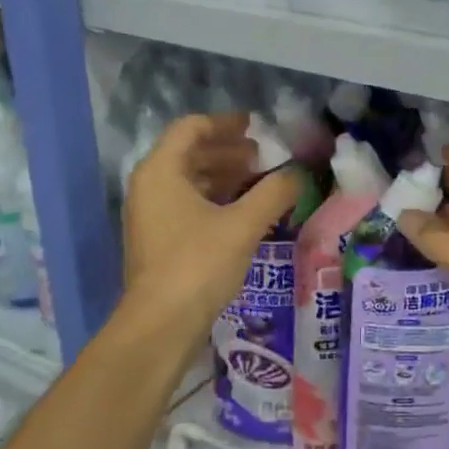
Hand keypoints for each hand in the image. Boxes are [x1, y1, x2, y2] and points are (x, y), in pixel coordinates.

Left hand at [121, 114, 300, 334]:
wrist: (162, 324)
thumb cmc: (198, 264)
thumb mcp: (243, 224)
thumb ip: (274, 193)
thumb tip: (298, 174)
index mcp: (161, 171)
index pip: (191, 129)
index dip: (226, 124)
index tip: (257, 127)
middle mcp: (149, 187)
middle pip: (190, 153)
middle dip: (229, 151)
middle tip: (265, 157)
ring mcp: (151, 215)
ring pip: (190, 181)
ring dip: (225, 176)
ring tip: (261, 182)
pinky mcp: (159, 241)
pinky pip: (188, 205)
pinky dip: (216, 200)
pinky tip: (245, 212)